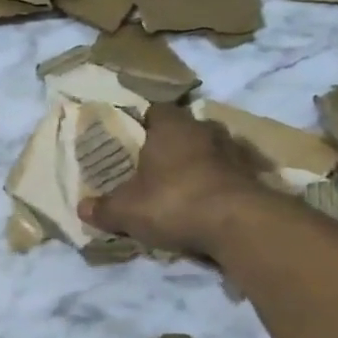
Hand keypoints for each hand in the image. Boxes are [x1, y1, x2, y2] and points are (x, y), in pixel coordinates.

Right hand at [77, 105, 269, 256]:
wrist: (240, 226)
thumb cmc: (174, 202)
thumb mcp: (126, 210)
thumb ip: (103, 208)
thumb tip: (81, 208)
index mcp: (171, 126)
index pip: (155, 110)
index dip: (143, 123)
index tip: (132, 139)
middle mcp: (205, 130)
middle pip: (185, 129)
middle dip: (172, 144)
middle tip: (153, 165)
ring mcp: (235, 153)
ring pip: (211, 151)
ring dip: (199, 164)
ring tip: (181, 186)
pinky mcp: (256, 178)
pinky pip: (230, 175)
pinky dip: (219, 185)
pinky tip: (207, 205)